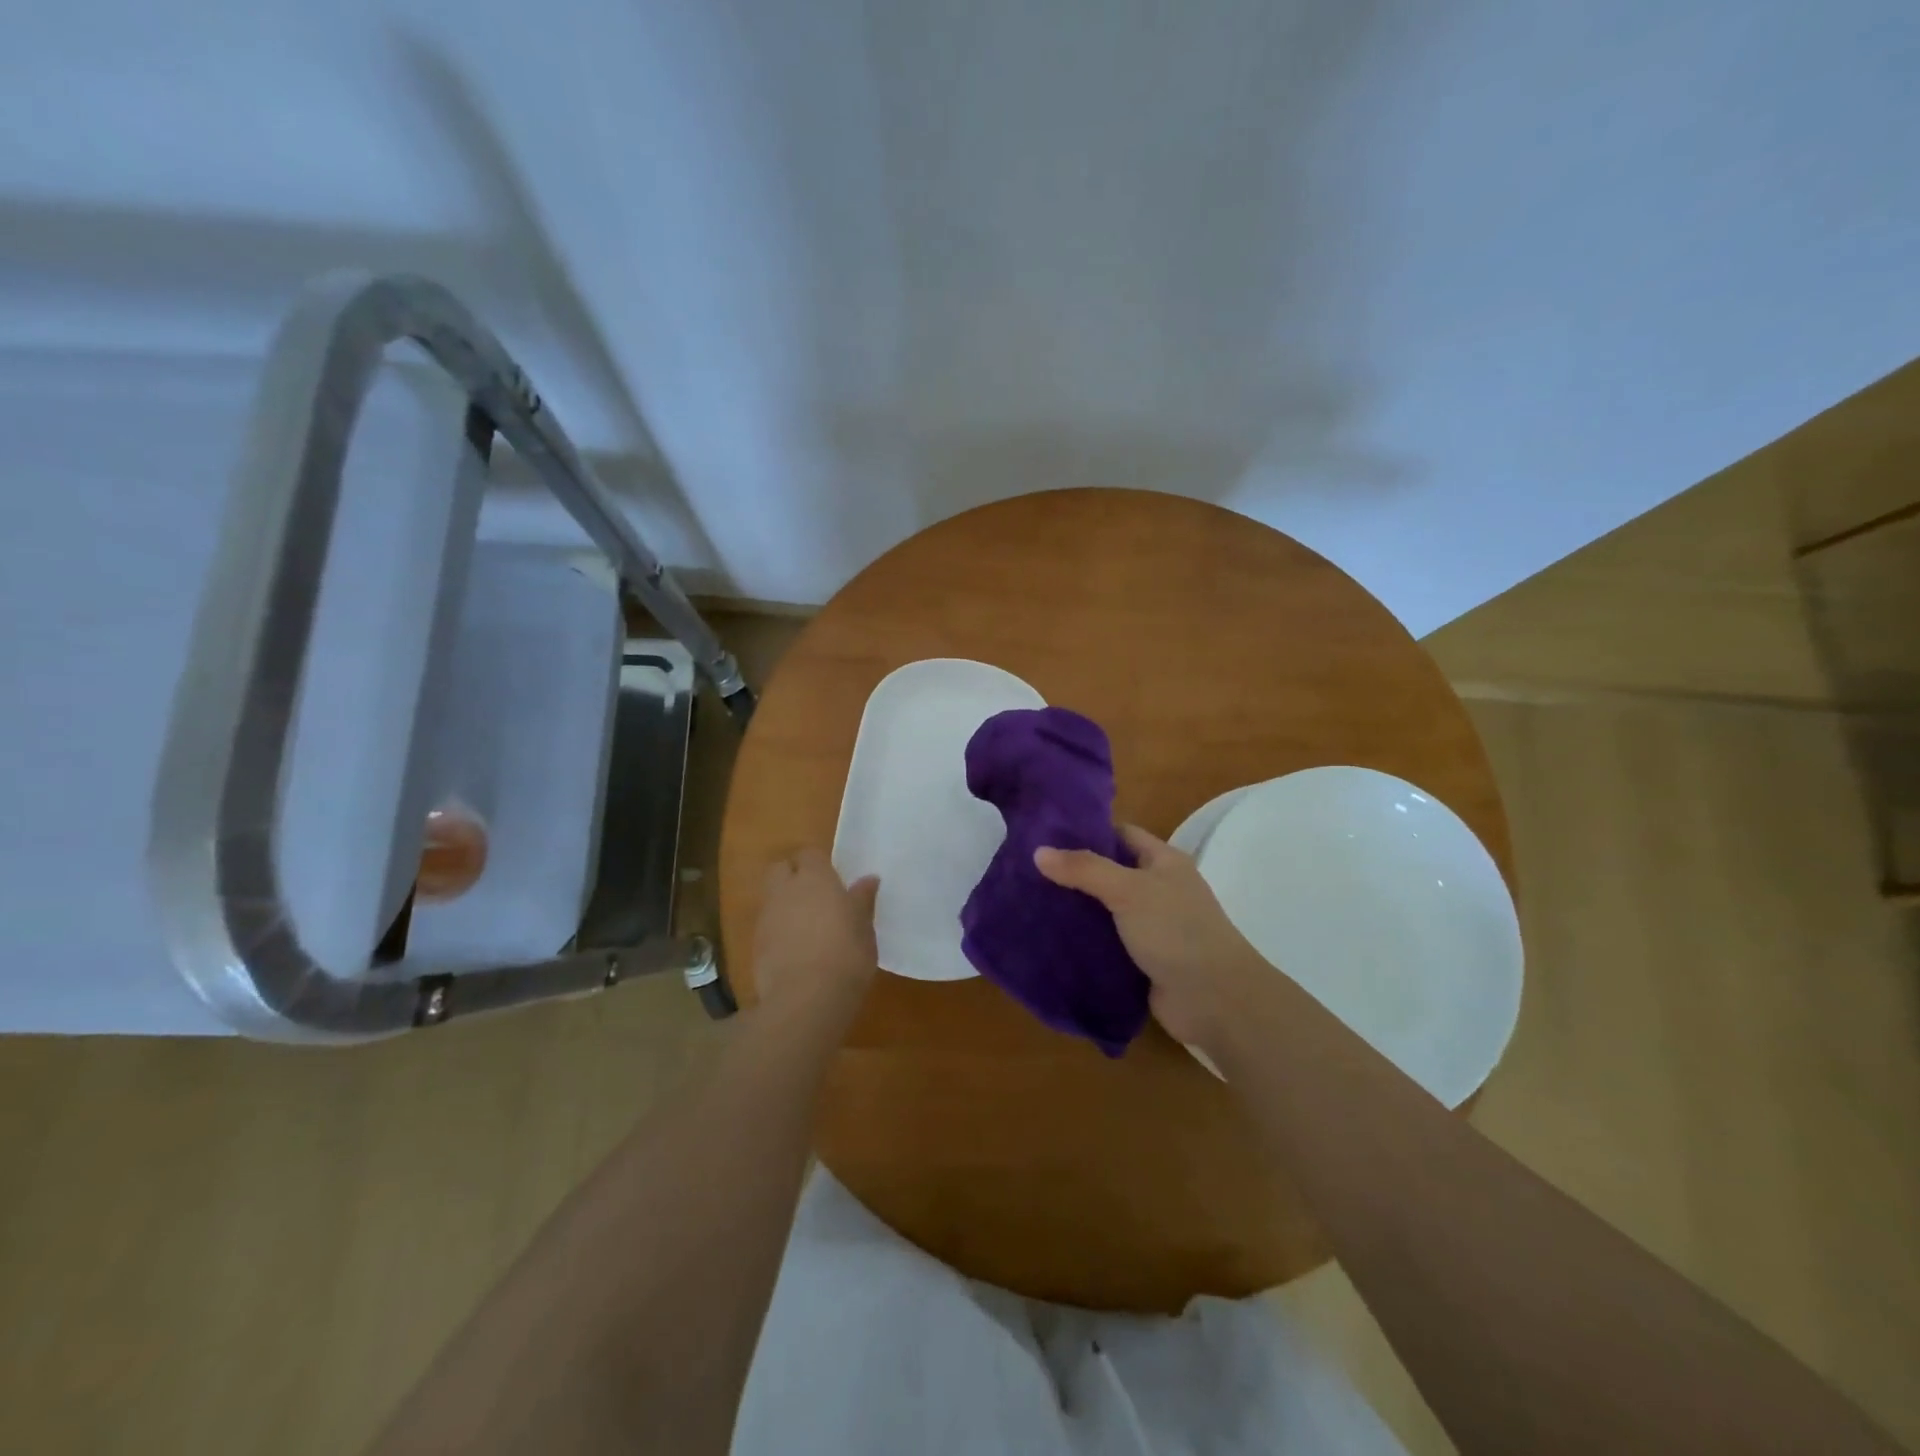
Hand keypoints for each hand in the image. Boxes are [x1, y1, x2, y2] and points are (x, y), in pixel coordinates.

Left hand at [752, 848, 879, 1015]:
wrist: (806, 999)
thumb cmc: (846, 956)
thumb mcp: (864, 928)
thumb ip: (862, 901)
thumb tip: (868, 880)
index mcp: (816, 879)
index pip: (810, 854)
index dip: (818, 864)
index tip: (833, 880)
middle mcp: (786, 890)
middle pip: (780, 869)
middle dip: (792, 876)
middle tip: (814, 896)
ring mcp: (766, 917)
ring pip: (771, 897)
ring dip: (784, 904)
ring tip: (806, 926)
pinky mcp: (754, 944)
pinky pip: (766, 925)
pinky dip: (777, 930)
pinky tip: (794, 950)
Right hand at [1035, 825, 1263, 1053]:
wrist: (1215, 1001)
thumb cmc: (1176, 931)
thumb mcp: (1128, 890)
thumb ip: (1084, 869)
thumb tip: (1038, 852)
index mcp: (1164, 862)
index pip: (1121, 834)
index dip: (1086, 831)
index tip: (1045, 835)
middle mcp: (1159, 890)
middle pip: (1109, 873)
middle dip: (1074, 873)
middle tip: (1028, 872)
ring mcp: (1152, 927)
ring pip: (1105, 910)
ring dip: (1076, 910)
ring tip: (1030, 903)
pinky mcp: (1143, 960)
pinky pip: (1107, 943)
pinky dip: (1084, 942)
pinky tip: (1051, 940)